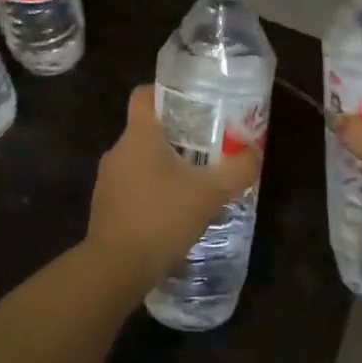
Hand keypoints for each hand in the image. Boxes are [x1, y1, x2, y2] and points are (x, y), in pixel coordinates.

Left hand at [85, 87, 261, 291]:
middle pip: (147, 130)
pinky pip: (134, 187)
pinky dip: (153, 193)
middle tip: (209, 148)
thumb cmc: (162, 218)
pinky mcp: (106, 207)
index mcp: (139, 136)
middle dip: (177, 137)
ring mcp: (108, 180)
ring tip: (196, 184)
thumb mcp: (210, 192)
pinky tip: (175, 213)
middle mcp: (118, 151)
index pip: (144, 95)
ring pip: (141, 161)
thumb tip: (254, 152)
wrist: (116, 268)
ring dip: (166, 168)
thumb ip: (237, 169)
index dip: (166, 94)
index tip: (193, 106)